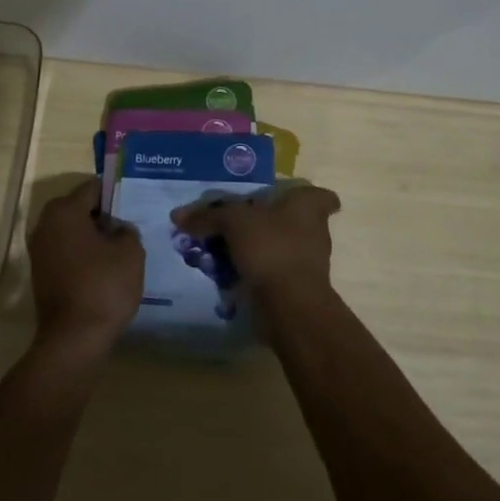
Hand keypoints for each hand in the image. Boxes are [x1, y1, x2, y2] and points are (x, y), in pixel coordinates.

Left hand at [27, 177, 144, 355]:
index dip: (114, 193)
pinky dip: (84, 255)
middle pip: (80, 209)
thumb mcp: (130, 252)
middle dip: (104, 216)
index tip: (133, 203)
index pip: (93, 188)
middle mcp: (45, 224)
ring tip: (121, 249)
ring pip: (73, 232)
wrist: (73, 339)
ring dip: (93, 237)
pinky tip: (105, 268)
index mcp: (64, 211)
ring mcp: (39, 250)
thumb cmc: (103, 286)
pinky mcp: (41, 273)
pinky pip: (67, 252)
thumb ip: (127, 230)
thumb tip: (117, 229)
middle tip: (130, 226)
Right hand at [171, 183, 341, 310]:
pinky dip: (250, 272)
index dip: (305, 194)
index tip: (283, 196)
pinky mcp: (294, 288)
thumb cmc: (271, 247)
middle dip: (264, 222)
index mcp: (308, 207)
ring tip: (220, 249)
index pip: (321, 195)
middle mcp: (313, 232)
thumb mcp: (233, 222)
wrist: (289, 305)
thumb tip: (178, 215)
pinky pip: (269, 272)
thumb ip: (208, 216)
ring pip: (277, 248)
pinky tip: (224, 274)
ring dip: (253, 249)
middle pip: (289, 220)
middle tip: (233, 222)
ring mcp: (306, 263)